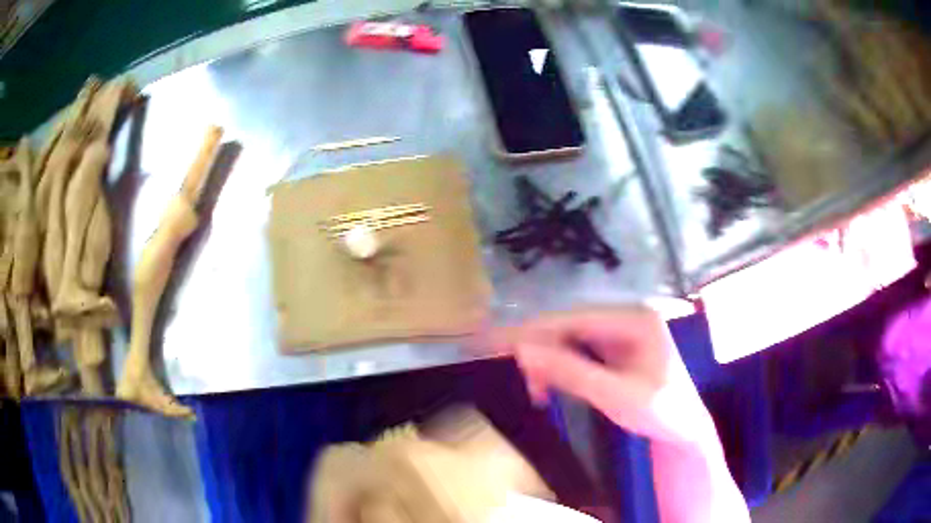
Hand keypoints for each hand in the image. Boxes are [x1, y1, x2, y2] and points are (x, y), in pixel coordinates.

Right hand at [487, 306, 712, 445]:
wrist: (686, 429)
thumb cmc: (661, 412)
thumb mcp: (616, 396)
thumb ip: (571, 373)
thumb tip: (524, 352)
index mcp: (634, 318)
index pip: (572, 319)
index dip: (533, 332)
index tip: (495, 344)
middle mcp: (625, 316)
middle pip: (568, 325)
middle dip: (538, 349)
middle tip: (513, 375)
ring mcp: (621, 332)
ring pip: (569, 338)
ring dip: (546, 360)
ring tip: (535, 390)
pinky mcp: (615, 348)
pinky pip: (578, 350)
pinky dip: (559, 367)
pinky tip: (548, 385)